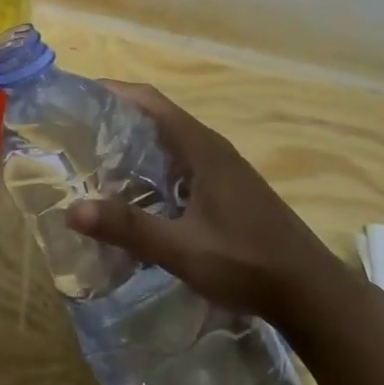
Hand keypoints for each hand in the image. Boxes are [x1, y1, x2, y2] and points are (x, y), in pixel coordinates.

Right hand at [65, 83, 347, 324]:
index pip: (150, 101)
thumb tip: (72, 210)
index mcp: (201, 148)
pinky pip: (180, 166)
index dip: (113, 92)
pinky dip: (152, 169)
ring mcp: (223, 171)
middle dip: (116, 120)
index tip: (76, 96)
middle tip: (74, 134)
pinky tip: (135, 196)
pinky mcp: (228, 192)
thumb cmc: (247, 262)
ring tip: (94, 162)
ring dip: (134, 146)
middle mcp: (212, 150)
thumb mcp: (182, 248)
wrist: (312, 293)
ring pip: (169, 145)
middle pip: (157, 118)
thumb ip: (129, 228)